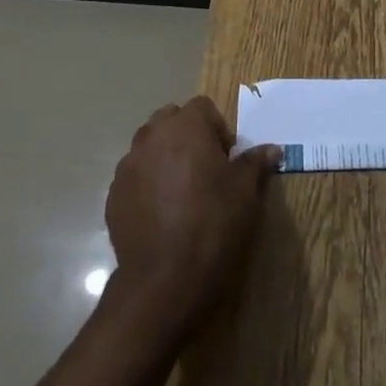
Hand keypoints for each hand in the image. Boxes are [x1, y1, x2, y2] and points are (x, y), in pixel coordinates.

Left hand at [104, 97, 279, 342]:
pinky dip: (147, 184)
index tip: (226, 158)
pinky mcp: (113, 195)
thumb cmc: (212, 224)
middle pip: (170, 120)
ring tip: (181, 192)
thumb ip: (255, 163)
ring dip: (165, 157)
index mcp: (185, 127)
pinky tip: (162, 214)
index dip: (217, 128)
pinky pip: (134, 177)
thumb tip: (272, 149)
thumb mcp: (245, 193)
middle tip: (205, 169)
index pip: (202, 107)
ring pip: (149, 147)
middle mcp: (151, 137)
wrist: (163, 278)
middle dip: (187, 136)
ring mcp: (128, 166)